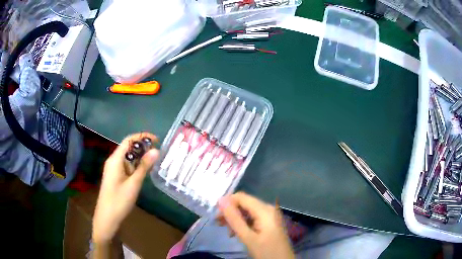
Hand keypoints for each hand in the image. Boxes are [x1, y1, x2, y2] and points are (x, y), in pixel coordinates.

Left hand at [92, 133, 158, 243]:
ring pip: (128, 157)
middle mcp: (113, 160)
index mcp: (115, 159)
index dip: (142, 137)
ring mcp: (114, 169)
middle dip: (142, 147)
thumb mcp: (134, 183)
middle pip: (128, 147)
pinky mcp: (115, 176)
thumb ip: (144, 166)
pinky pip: (126, 166)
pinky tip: (143, 172)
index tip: (157, 140)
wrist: (107, 217)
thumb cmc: (119, 200)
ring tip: (154, 162)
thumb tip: (156, 150)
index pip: (129, 140)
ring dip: (140, 157)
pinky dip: (136, 166)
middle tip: (158, 153)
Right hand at [217, 192, 294, 258]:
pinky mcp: (269, 223)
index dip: (226, 203)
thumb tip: (221, 200)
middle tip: (219, 225)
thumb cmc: (266, 252)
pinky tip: (237, 233)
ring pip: (247, 212)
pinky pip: (253, 218)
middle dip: (230, 213)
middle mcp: (268, 209)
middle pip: (244, 204)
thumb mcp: (248, 237)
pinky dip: (243, 224)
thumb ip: (234, 219)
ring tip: (228, 232)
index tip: (216, 216)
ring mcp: (270, 216)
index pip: (241, 197)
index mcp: (264, 210)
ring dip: (235, 220)